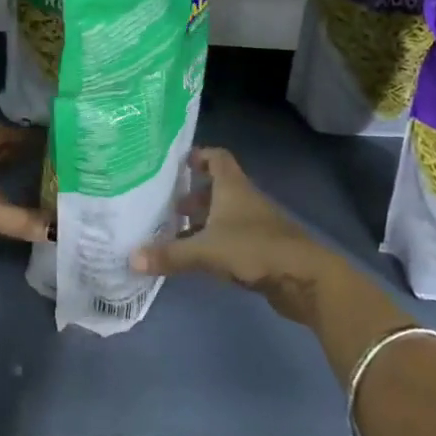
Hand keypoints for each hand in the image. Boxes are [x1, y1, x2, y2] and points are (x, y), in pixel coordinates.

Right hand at [129, 147, 345, 324]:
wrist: (304, 278)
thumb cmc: (254, 249)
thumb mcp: (206, 251)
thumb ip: (170, 254)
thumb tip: (130, 258)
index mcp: (232, 187)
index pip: (217, 157)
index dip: (199, 156)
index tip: (177, 164)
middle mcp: (244, 199)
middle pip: (217, 187)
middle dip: (193, 194)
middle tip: (167, 206)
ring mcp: (256, 224)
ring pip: (224, 214)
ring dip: (203, 220)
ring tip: (176, 234)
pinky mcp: (262, 248)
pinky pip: (232, 237)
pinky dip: (215, 241)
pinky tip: (199, 258)